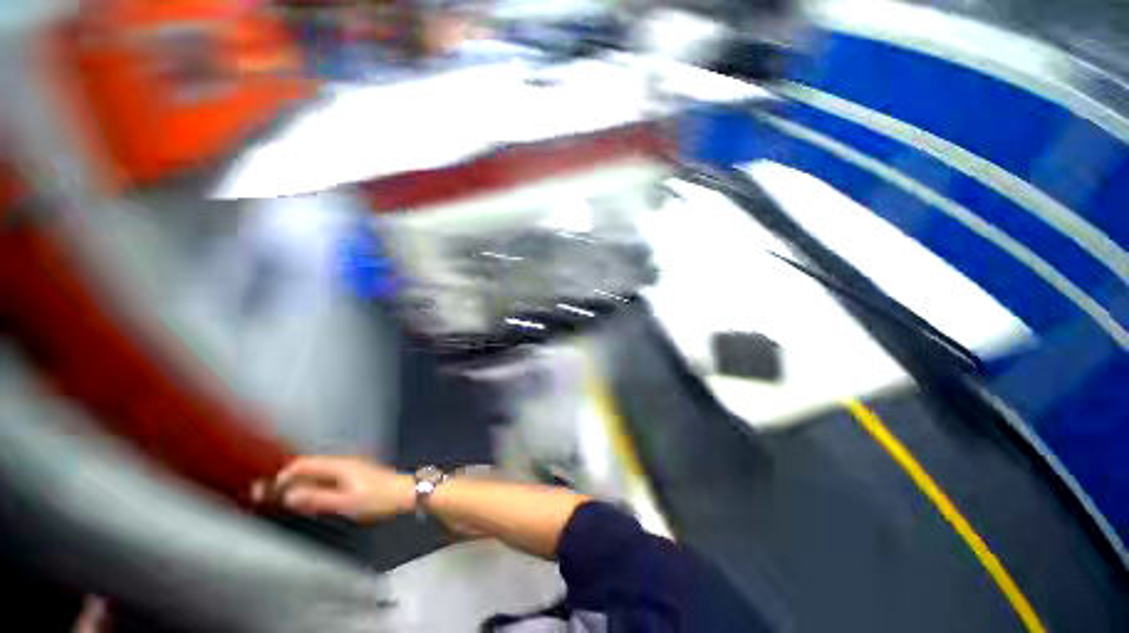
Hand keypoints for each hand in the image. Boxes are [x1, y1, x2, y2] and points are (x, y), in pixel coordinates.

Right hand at [255, 456, 415, 522]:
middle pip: (310, 467)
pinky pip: (328, 478)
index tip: (266, 491)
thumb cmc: (377, 498)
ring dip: (301, 484)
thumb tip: (289, 495)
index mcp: (339, 465)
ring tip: (286, 500)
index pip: (303, 464)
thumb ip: (317, 499)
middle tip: (268, 496)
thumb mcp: (345, 502)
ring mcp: (351, 467)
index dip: (283, 475)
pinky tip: (311, 500)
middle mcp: (343, 462)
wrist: (406, 493)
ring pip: (318, 473)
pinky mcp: (356, 475)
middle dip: (289, 480)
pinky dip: (315, 486)